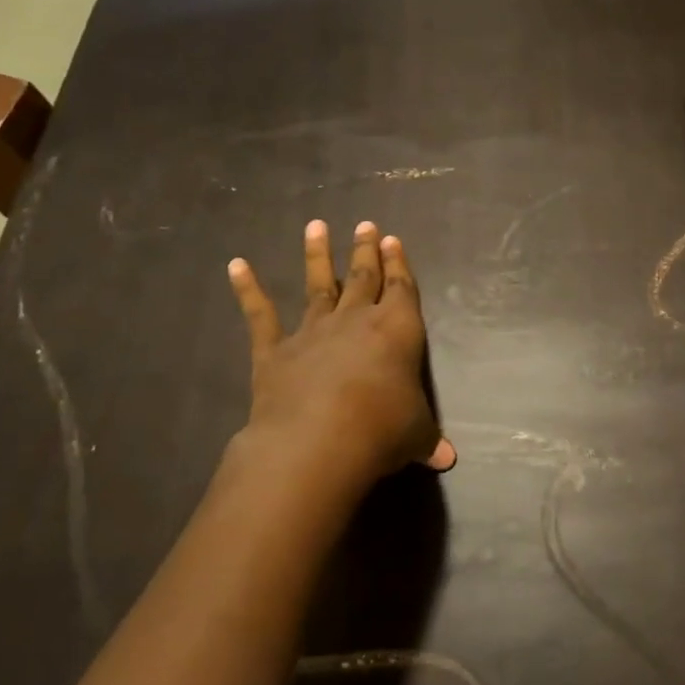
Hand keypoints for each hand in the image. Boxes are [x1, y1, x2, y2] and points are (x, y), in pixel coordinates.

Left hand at [226, 221, 455, 524]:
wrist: (319, 441)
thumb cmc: (382, 430)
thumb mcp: (416, 435)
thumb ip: (428, 439)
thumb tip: (447, 459)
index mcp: (397, 330)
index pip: (401, 289)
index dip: (399, 265)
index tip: (393, 240)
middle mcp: (356, 321)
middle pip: (363, 277)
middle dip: (365, 251)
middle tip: (366, 225)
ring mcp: (313, 332)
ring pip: (317, 285)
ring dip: (317, 256)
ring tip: (315, 226)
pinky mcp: (275, 351)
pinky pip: (260, 316)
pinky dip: (248, 290)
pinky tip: (236, 265)